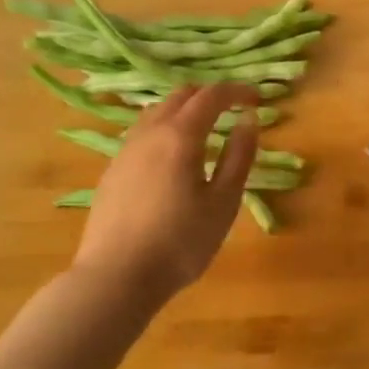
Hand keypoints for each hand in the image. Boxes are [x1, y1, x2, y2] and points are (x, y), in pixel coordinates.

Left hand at [70, 84, 258, 297]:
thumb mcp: (224, 202)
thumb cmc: (181, 242)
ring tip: (204, 131)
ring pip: (156, 112)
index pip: (211, 96)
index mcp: (180, 136)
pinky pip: (141, 133)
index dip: (236, 91)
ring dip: (184, 110)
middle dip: (209, 95)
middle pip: (180, 96)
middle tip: (233, 111)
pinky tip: (173, 158)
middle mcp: (149, 133)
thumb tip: (248, 121)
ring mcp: (125, 151)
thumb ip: (239, 157)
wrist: (116, 277)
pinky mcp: (112, 171)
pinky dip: (164, 129)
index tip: (256, 99)